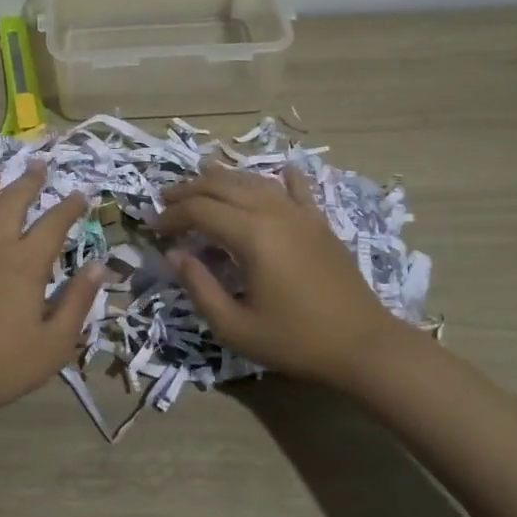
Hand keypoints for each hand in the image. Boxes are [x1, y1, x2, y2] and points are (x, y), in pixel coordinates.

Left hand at [0, 164, 106, 434]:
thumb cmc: (4, 366)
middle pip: (12, 204)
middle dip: (28, 181)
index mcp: (26, 264)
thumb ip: (78, 301)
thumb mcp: (55, 343)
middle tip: (39, 164)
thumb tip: (100, 266)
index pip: (53, 224)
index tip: (81, 193)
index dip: (69, 206)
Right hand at [155, 162, 409, 390]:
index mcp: (251, 235)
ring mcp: (299, 213)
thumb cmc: (296, 340)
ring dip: (222, 178)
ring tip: (200, 180)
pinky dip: (281, 178)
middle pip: (222, 186)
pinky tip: (280, 171)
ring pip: (253, 181)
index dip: (171, 216)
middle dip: (188, 190)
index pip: (199, 210)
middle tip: (165, 201)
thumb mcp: (236, 326)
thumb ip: (199, 288)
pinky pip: (297, 189)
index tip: (152, 229)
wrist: (364, 345)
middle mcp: (273, 212)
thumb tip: (175, 255)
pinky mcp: (319, 222)